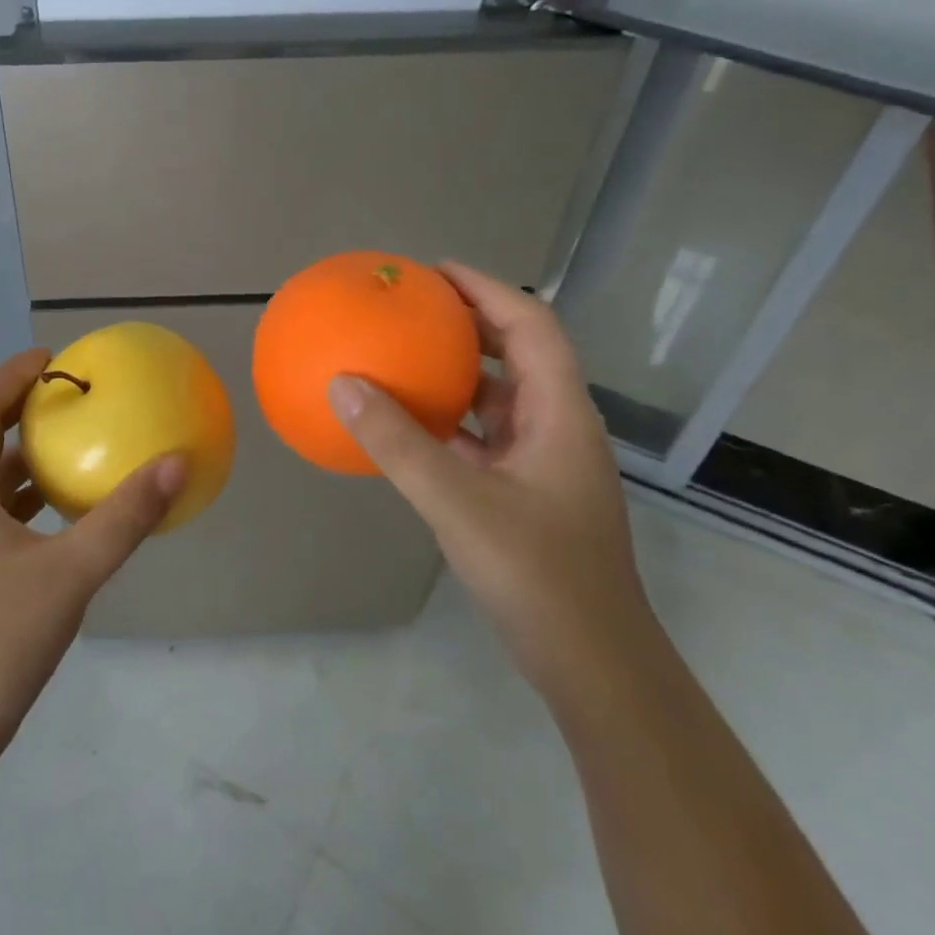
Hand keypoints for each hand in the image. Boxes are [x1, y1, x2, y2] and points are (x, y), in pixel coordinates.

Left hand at [0, 349, 186, 764]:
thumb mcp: (71, 573)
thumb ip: (125, 517)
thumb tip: (177, 464)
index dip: (11, 375)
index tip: (54, 361)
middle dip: (19, 408)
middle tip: (69, 396)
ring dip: (23, 453)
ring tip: (72, 443)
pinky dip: (25, 495)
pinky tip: (63, 511)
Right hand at [327, 263, 652, 691]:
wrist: (592, 663)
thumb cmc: (537, 574)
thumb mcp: (457, 502)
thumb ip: (398, 443)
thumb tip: (342, 384)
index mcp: (560, 414)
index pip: (532, 326)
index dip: (488, 289)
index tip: (435, 271)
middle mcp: (558, 427)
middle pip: (519, 353)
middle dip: (470, 322)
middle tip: (412, 307)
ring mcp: (545, 463)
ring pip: (501, 397)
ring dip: (459, 372)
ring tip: (406, 355)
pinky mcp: (527, 493)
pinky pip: (484, 437)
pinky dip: (450, 420)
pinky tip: (410, 426)